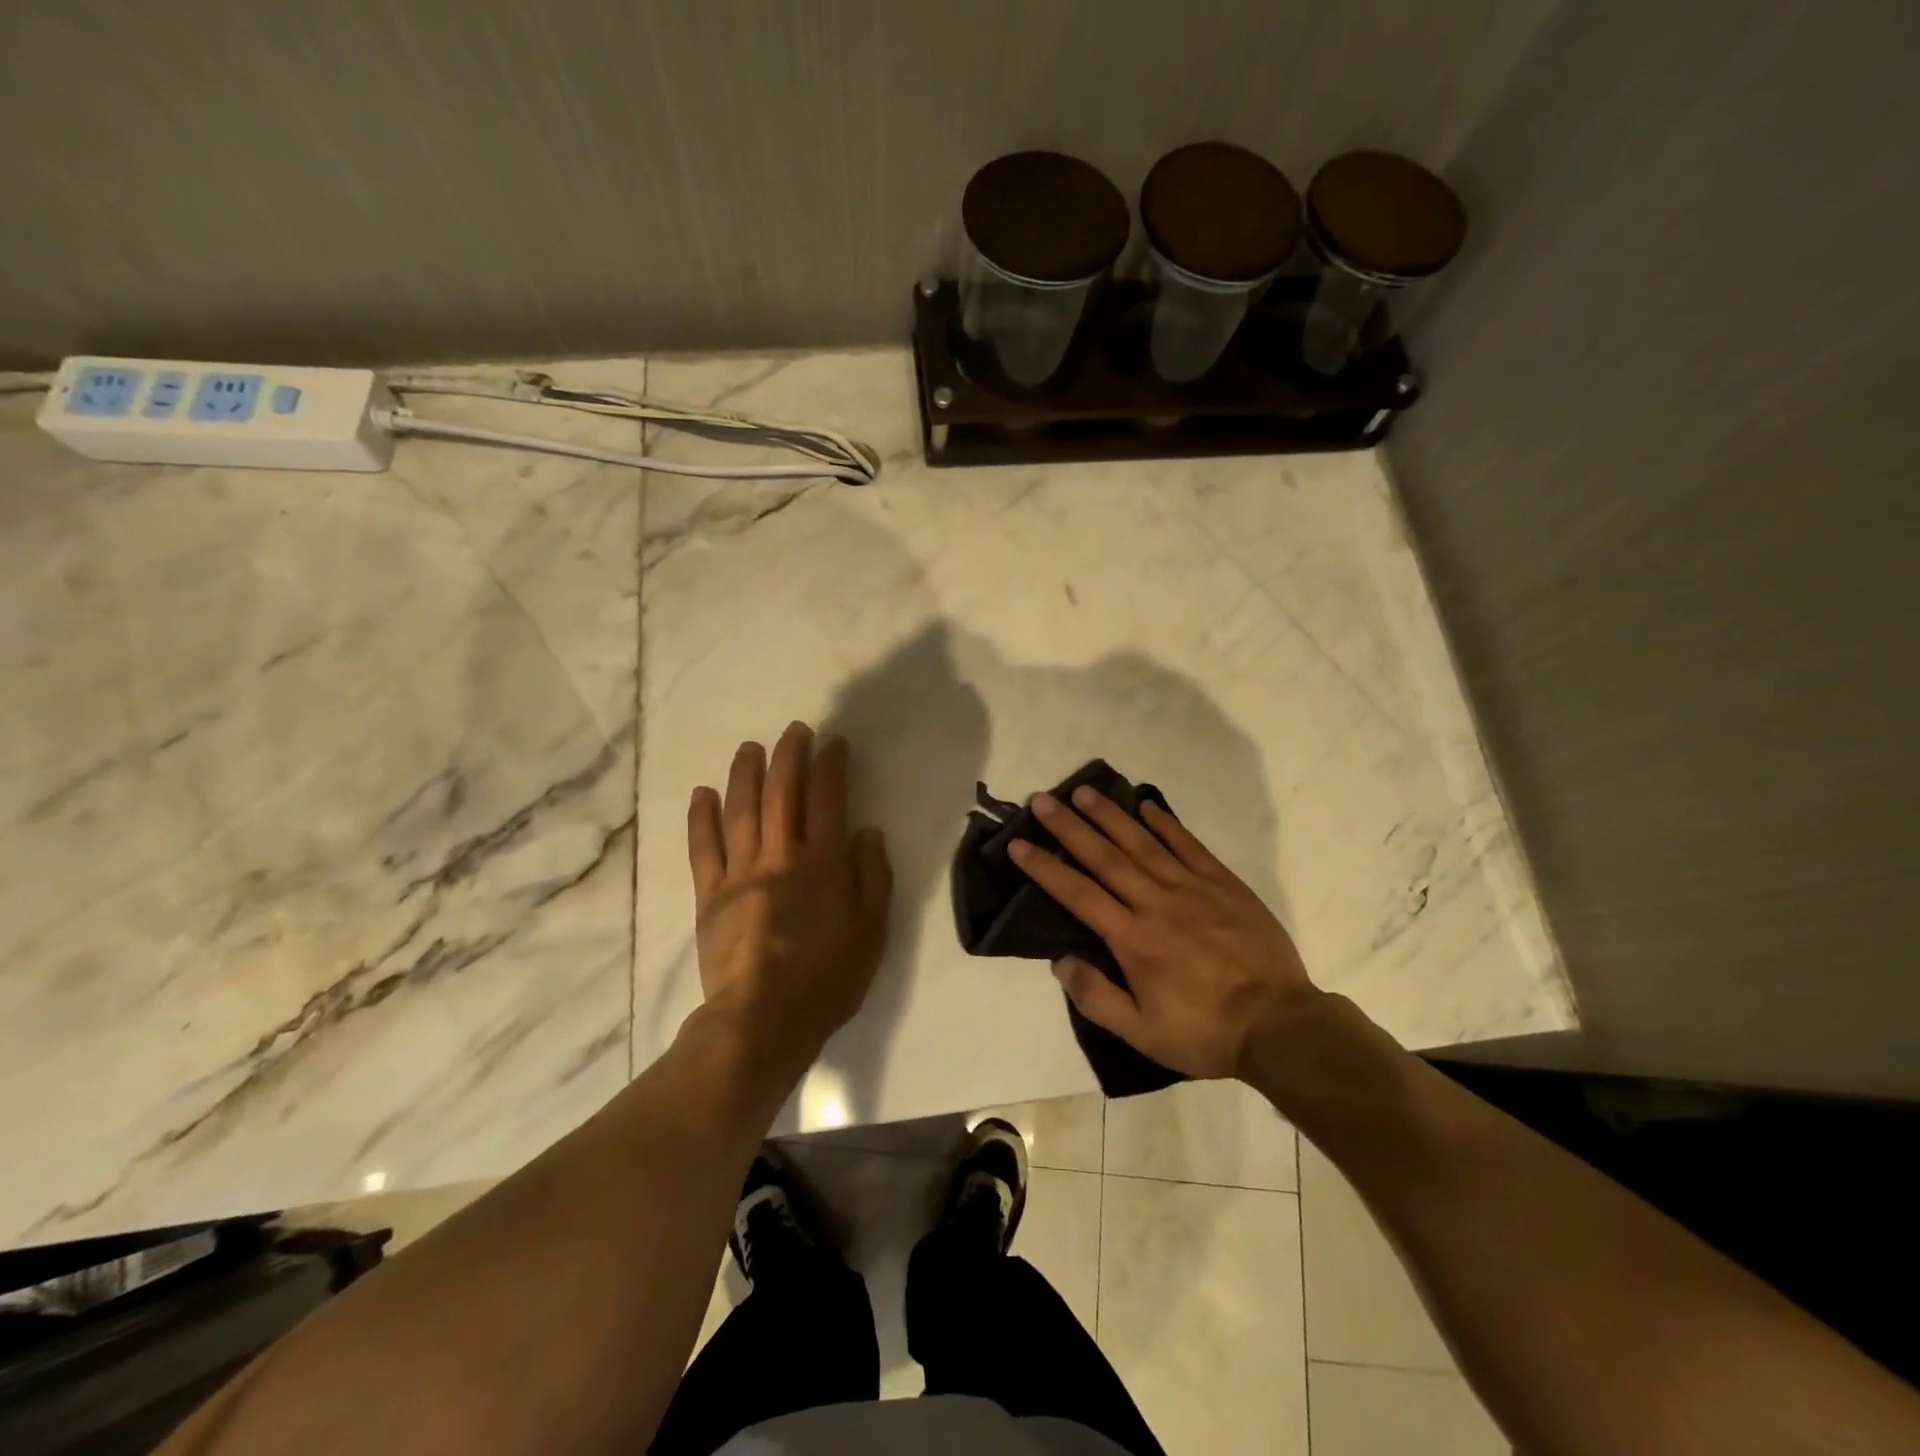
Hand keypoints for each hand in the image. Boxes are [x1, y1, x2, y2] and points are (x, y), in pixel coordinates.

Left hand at [687, 722, 892, 1069]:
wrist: (762, 1021)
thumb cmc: (827, 979)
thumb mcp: (872, 932)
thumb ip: (872, 877)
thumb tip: (865, 831)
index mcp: (823, 864)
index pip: (829, 799)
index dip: (831, 765)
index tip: (833, 743)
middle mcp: (781, 856)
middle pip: (783, 793)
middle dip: (789, 755)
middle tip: (794, 730)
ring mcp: (740, 873)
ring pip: (741, 810)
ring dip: (745, 773)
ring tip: (750, 748)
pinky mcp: (709, 895)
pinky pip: (703, 847)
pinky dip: (702, 817)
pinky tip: (703, 792)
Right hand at [1009, 787, 1319, 1080]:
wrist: (1280, 1025)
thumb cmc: (1204, 1031)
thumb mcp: (1142, 1032)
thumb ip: (1096, 996)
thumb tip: (1060, 960)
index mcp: (1132, 939)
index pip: (1078, 894)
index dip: (1045, 867)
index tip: (1019, 843)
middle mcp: (1156, 903)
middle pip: (1104, 857)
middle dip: (1069, 827)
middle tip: (1043, 800)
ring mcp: (1192, 888)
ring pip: (1142, 843)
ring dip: (1110, 815)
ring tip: (1084, 791)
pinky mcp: (1223, 884)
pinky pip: (1188, 845)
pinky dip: (1166, 823)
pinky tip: (1147, 805)